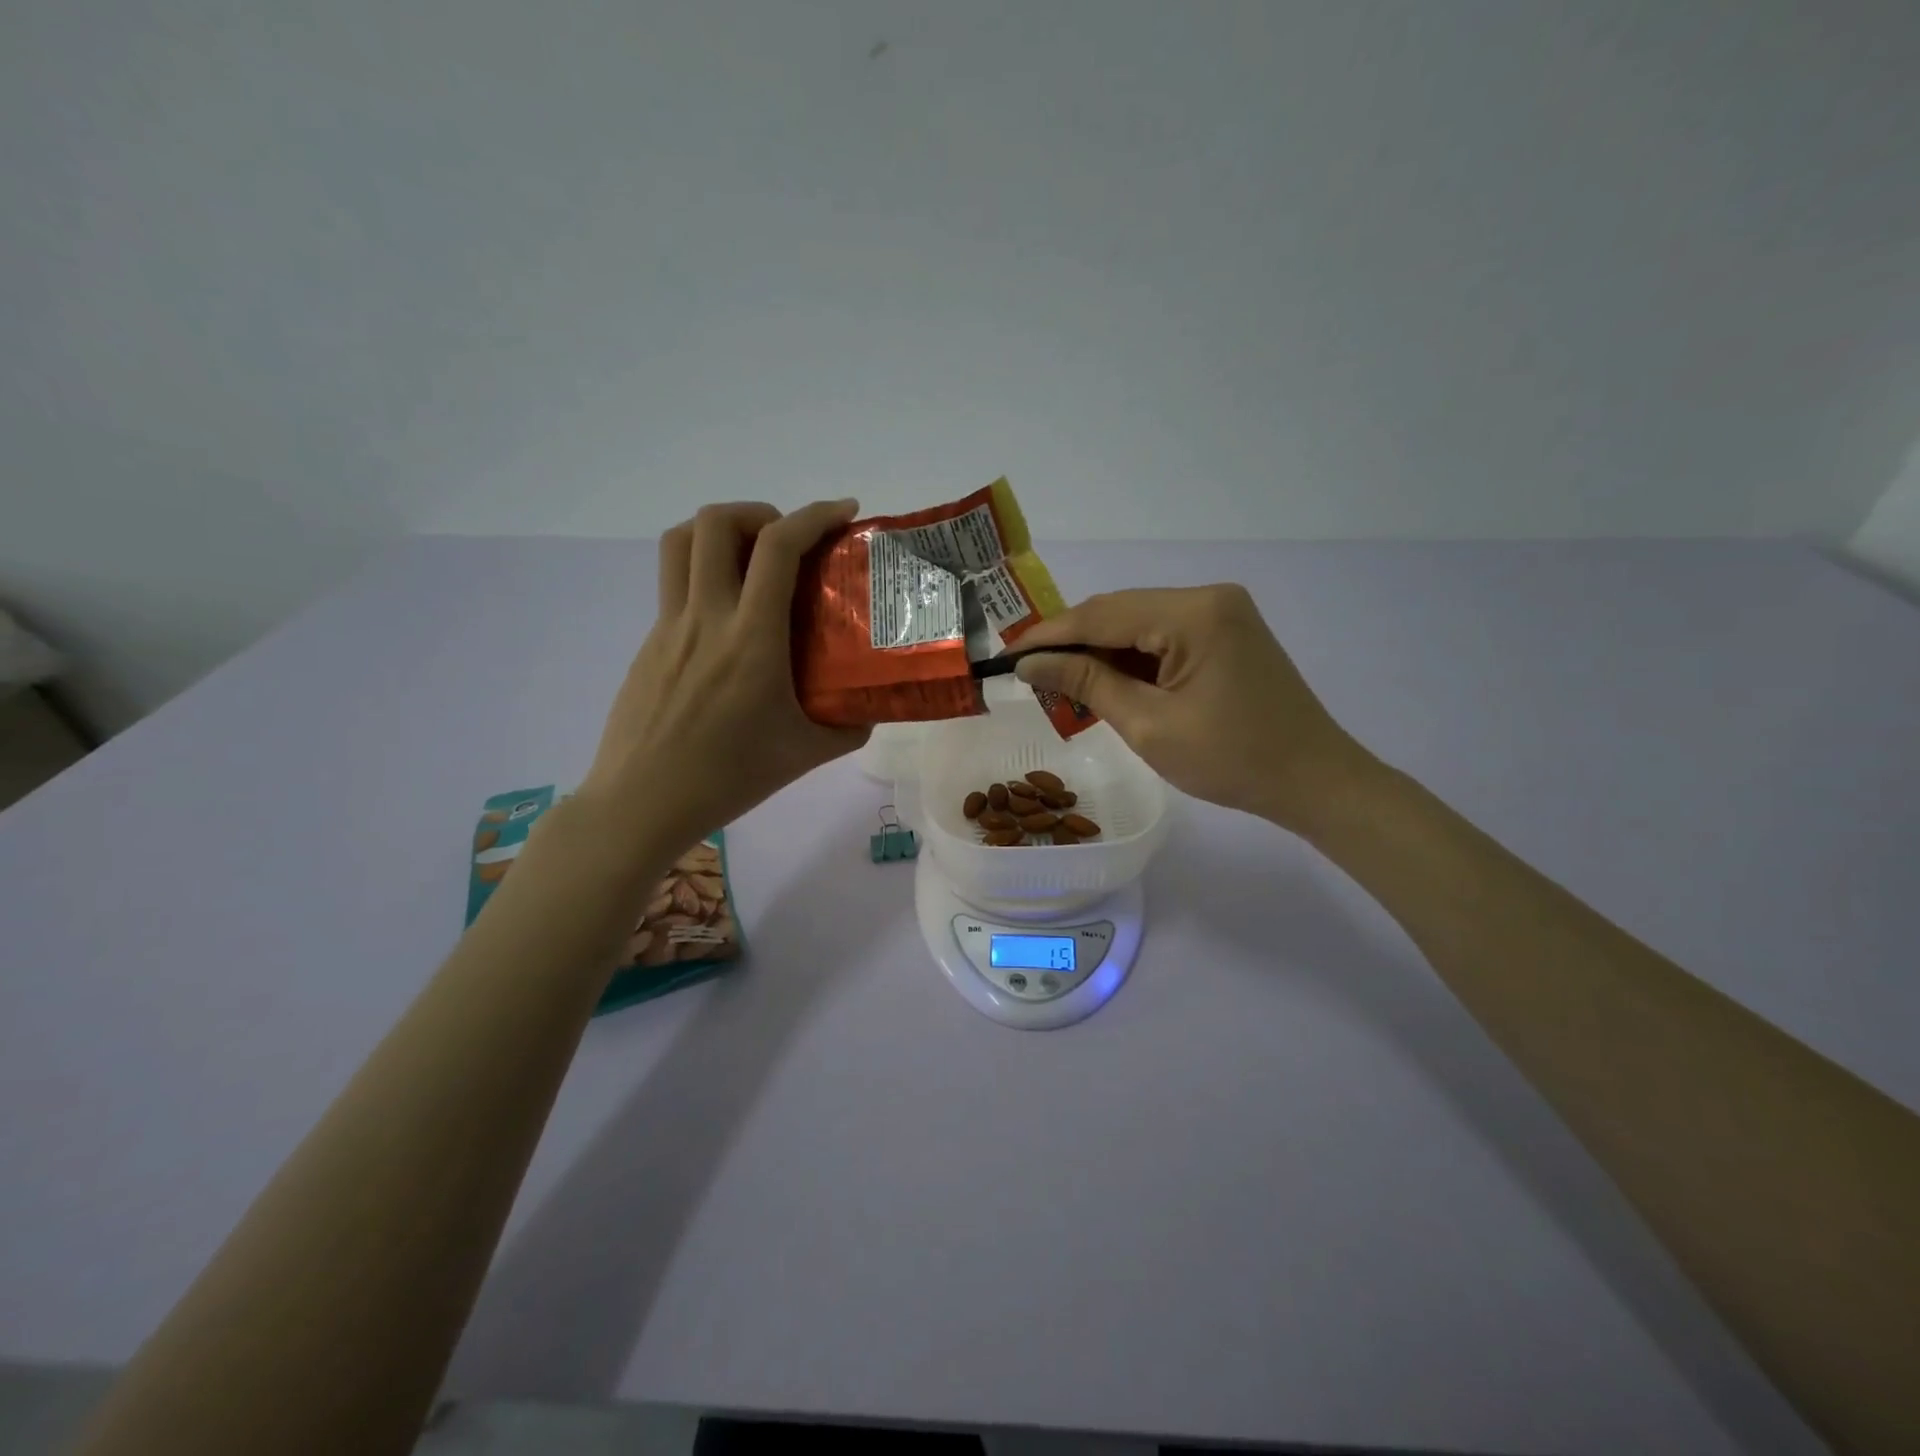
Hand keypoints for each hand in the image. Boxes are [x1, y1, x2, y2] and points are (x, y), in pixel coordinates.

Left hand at [577, 500, 870, 849]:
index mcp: (751, 639)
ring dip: (720, 532)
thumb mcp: (805, 756)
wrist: (641, 803)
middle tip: (788, 541)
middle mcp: (706, 618)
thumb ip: (848, 727)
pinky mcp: (649, 644)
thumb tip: (870, 708)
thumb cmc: (728, 779)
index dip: (814, 515)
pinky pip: (675, 586)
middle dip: (759, 512)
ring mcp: (669, 628)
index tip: (844, 512)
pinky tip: (729, 625)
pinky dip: (706, 577)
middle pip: (716, 523)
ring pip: (681, 542)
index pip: (779, 548)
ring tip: (752, 560)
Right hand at [1013, 585, 1372, 832]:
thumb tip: (1030, 662)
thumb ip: (1086, 684)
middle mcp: (1208, 597)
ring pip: (1138, 623)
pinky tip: (1105, 683)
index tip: (1007, 657)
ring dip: (1100, 652)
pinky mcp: (1225, 632)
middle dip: (1072, 644)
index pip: (1101, 614)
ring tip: (1061, 686)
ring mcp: (1221, 612)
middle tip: (1030, 675)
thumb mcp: (1148, 724)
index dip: (1049, 635)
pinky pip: (1162, 636)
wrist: (1313, 780)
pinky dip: (1131, 659)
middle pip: (1119, 612)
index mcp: (1193, 614)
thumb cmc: (1232, 760)